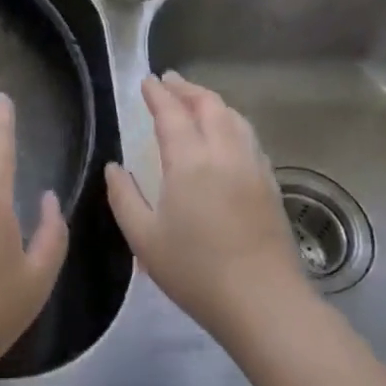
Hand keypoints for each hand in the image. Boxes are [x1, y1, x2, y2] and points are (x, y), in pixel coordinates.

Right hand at [106, 72, 317, 347]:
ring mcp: (253, 167)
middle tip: (169, 81)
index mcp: (190, 162)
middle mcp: (225, 154)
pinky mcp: (270, 185)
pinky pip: (249, 137)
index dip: (158, 94)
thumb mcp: (144, 239)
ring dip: (212, 102)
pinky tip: (226, 135)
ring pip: (234, 118)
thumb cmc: (196, 272)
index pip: (172, 114)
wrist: (265, 304)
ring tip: (195, 101)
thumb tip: (114, 167)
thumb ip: (123, 197)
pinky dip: (232, 122)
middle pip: (209, 105)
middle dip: (187, 89)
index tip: (146, 81)